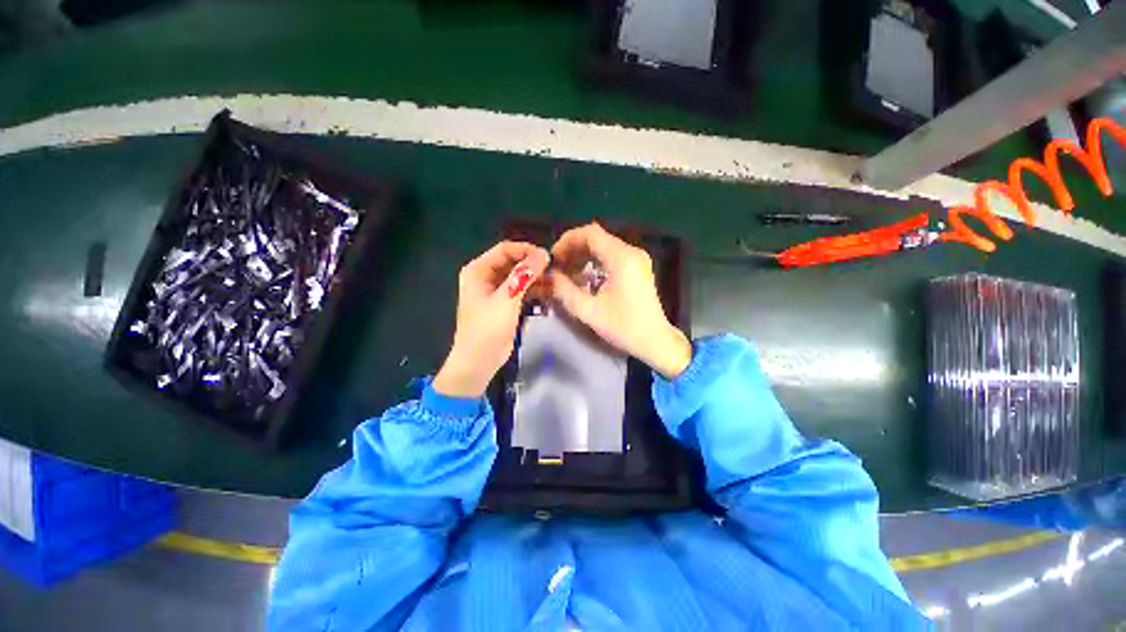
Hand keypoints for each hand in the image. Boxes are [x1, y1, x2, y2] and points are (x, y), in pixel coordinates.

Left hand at [434, 242, 549, 397]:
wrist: (479, 361)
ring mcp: (495, 290)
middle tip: (555, 270)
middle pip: (513, 262)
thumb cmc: (487, 329)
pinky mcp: (504, 303)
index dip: (526, 250)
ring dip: (535, 278)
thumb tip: (543, 254)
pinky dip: (533, 290)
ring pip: (519, 276)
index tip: (548, 257)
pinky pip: (521, 290)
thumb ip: (524, 276)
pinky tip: (549, 292)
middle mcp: (485, 276)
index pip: (505, 250)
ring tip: (555, 281)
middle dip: (533, 265)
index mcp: (478, 270)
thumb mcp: (506, 300)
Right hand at [550, 223, 691, 378]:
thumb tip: (549, 275)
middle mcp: (632, 252)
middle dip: (573, 249)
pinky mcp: (638, 267)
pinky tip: (584, 277)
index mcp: (622, 258)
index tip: (553, 257)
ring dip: (583, 255)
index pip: (590, 233)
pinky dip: (595, 262)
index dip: (567, 241)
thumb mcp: (589, 311)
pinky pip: (611, 255)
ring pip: (603, 246)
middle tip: (557, 266)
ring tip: (567, 272)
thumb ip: (565, 290)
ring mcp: (637, 258)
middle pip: (597, 238)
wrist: (656, 341)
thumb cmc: (624, 327)